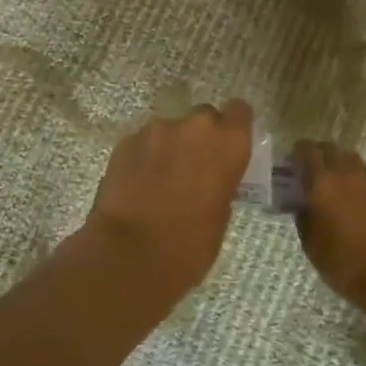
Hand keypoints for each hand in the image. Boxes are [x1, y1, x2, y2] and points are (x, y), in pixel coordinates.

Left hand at [81, 100, 254, 303]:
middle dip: (200, 137)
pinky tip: (138, 183)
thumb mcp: (221, 214)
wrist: (131, 254)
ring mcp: (157, 130)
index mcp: (228, 143)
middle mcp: (195, 127)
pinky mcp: (126, 141)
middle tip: (193, 167)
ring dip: (170, 147)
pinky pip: (143, 142)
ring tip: (160, 179)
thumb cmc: (189, 245)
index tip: (228, 144)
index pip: (239, 111)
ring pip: (170, 130)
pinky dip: (144, 156)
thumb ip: (221, 182)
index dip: (234, 125)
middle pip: (203, 117)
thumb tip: (210, 179)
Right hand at [291, 141, 365, 310]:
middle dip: (317, 154)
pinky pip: (363, 177)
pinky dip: (352, 180)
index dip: (297, 152)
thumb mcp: (310, 243)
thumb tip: (303, 204)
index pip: (307, 150)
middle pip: (330, 148)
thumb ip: (303, 216)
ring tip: (329, 184)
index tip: (290, 163)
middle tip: (308, 171)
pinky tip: (348, 201)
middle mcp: (346, 175)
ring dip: (337, 164)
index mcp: (323, 183)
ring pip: (349, 159)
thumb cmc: (342, 262)